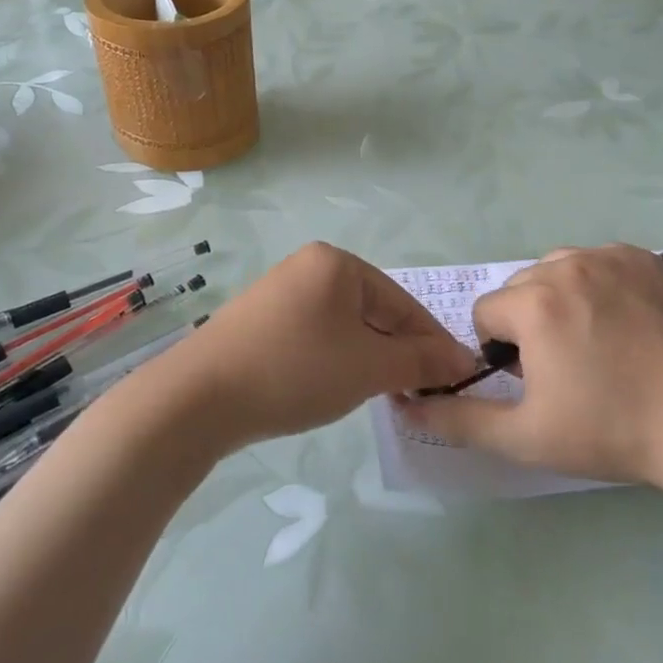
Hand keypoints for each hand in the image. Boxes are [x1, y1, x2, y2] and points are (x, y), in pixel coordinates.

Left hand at [145, 243, 475, 452]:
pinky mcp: (261, 321)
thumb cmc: (295, 370)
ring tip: (382, 394)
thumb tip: (464, 361)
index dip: (433, 342)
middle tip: (418, 392)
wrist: (197, 398)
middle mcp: (309, 267)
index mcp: (337, 263)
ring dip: (369, 360)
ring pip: (346, 327)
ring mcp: (281, 292)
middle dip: (399, 353)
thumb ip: (421, 361)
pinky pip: (316, 336)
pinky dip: (336, 360)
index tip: (458, 378)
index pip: (403, 302)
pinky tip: (336, 387)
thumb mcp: (368, 367)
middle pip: (374, 312)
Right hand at [396, 245, 662, 487]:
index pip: (486, 313)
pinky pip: (597, 263)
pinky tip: (622, 324)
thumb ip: (459, 418)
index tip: (535, 382)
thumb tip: (408, 404)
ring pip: (556, 271)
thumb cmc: (609, 429)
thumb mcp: (524, 436)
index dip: (501, 353)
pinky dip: (597, 286)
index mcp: (534, 302)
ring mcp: (611, 256)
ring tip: (593, 344)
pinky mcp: (644, 259)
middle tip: (565, 368)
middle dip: (527, 324)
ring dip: (559, 300)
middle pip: (520, 289)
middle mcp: (567, 264)